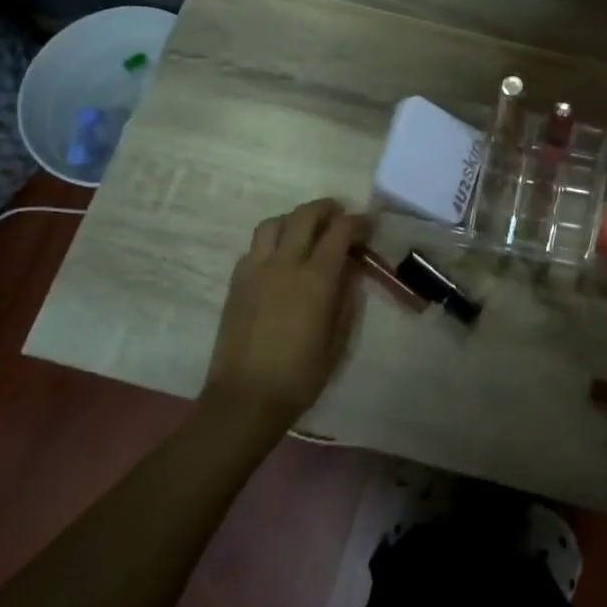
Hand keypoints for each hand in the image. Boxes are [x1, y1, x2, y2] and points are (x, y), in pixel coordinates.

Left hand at [201, 199, 369, 439]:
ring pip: (274, 223)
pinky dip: (273, 241)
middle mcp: (285, 264)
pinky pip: (255, 246)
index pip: (340, 231)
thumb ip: (346, 298)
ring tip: (307, 232)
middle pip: (304, 215)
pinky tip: (281, 259)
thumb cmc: (301, 374)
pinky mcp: (236, 281)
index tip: (369, 223)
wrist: (247, 397)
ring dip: (295, 219)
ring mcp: (256, 269)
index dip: (358, 221)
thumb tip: (350, 272)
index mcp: (316, 278)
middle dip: (326, 208)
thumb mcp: (338, 339)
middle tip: (340, 215)